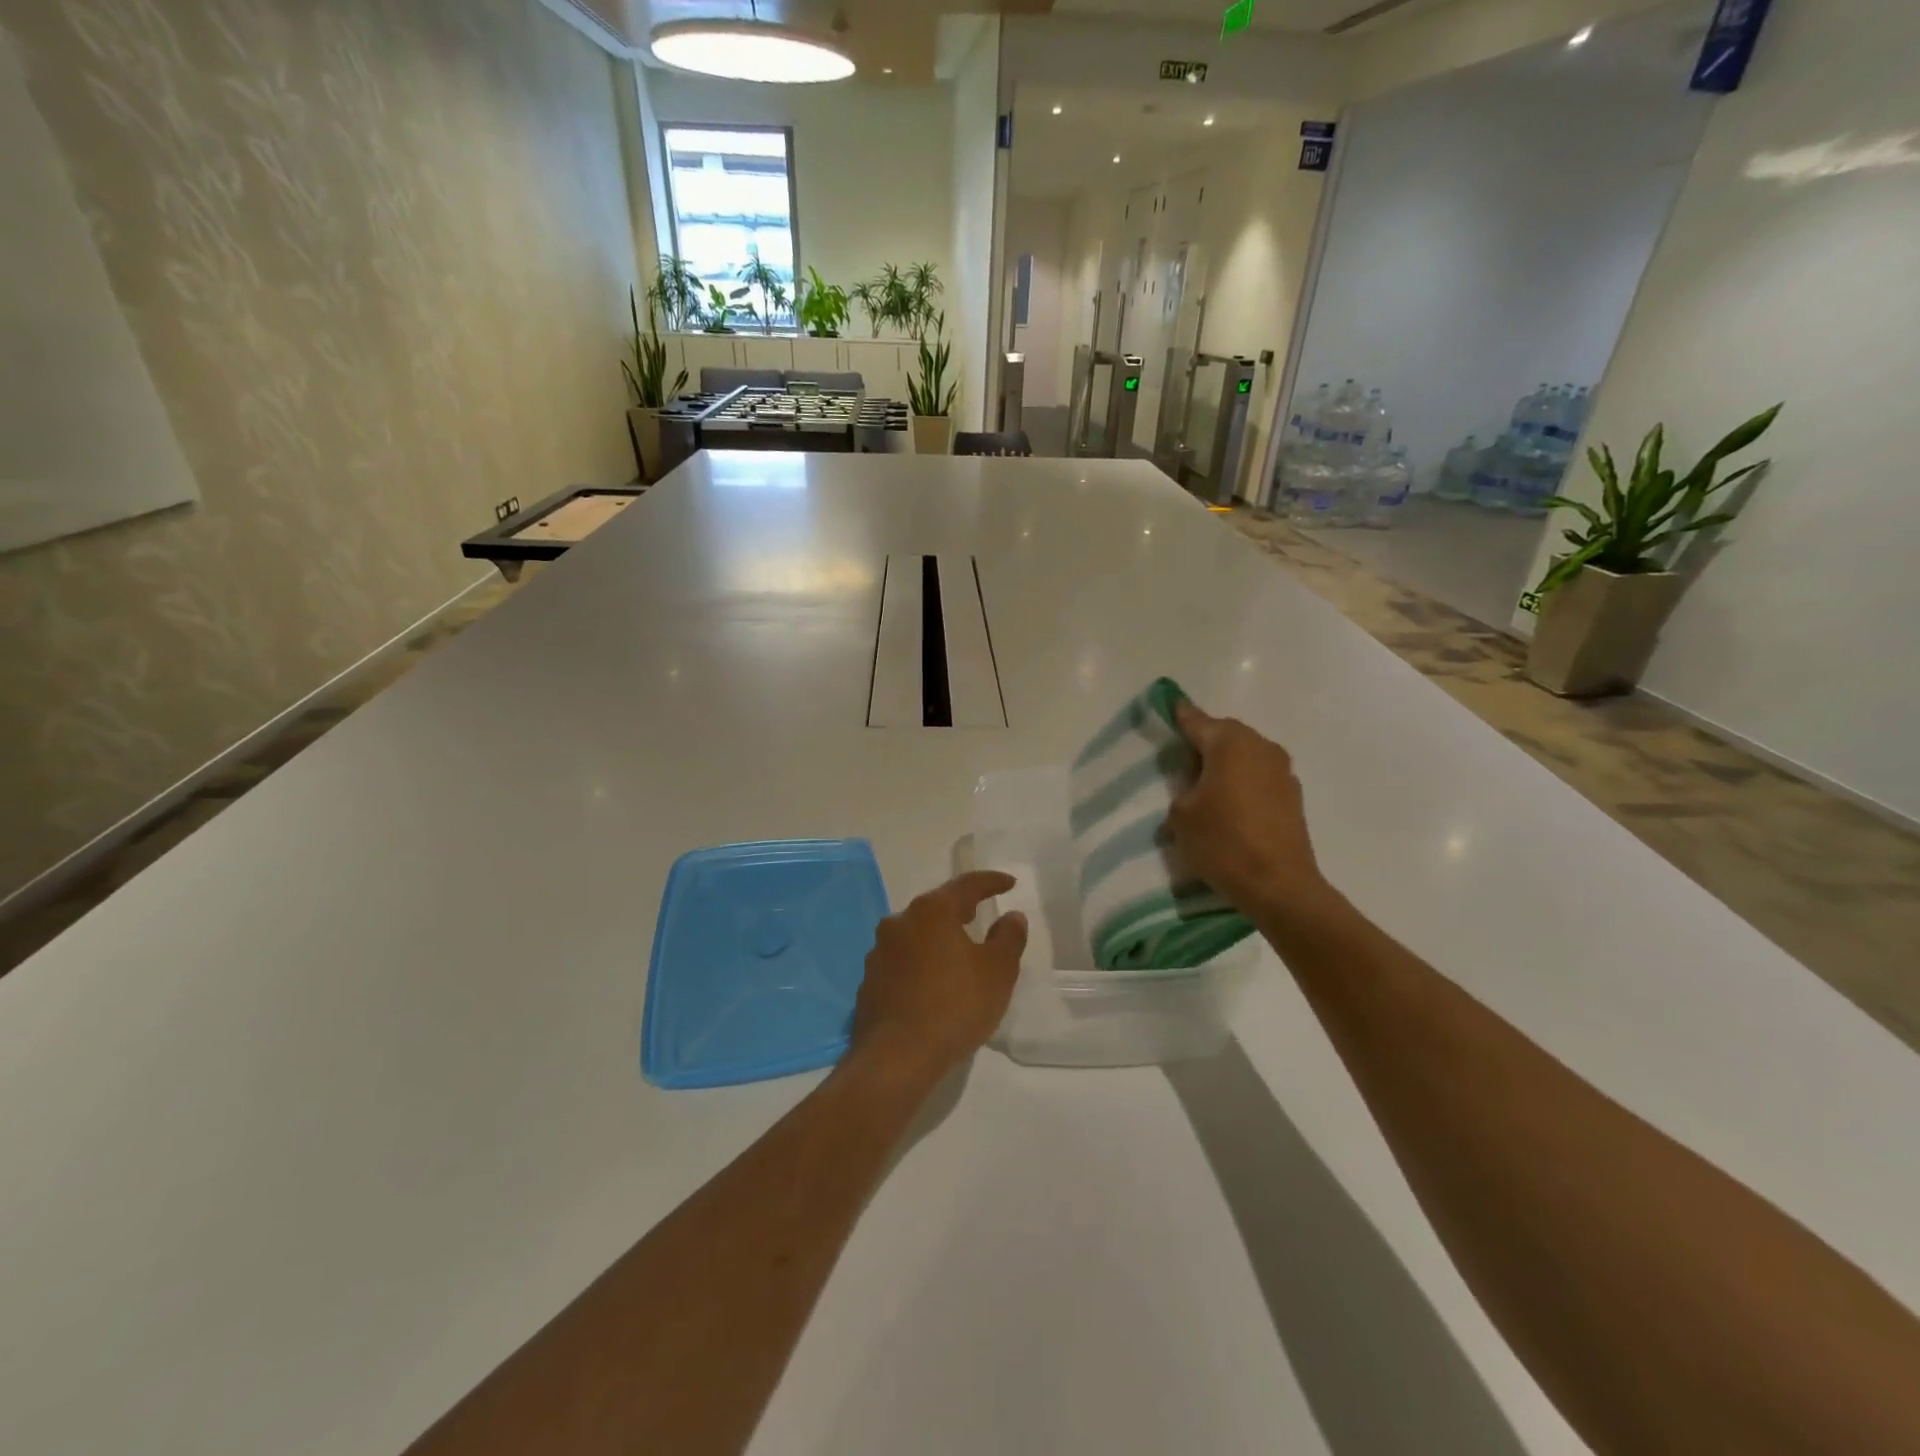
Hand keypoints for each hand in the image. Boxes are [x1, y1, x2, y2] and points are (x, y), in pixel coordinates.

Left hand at [851, 872, 1028, 1080]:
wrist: (895, 1058)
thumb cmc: (954, 1006)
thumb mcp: (998, 972)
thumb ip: (1008, 938)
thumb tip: (1011, 916)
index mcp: (931, 911)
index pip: (966, 885)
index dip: (991, 882)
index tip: (1009, 883)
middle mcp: (900, 922)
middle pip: (936, 907)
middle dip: (960, 910)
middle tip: (981, 914)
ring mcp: (879, 952)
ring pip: (916, 935)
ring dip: (938, 940)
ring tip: (958, 954)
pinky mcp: (869, 982)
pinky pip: (902, 963)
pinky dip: (921, 965)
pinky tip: (933, 985)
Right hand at [1167, 700, 1339, 932]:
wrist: (1279, 885)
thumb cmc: (1223, 842)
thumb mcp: (1181, 815)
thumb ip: (1182, 790)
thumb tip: (1193, 788)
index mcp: (1230, 744)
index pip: (1197, 721)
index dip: (1180, 715)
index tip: (1170, 705)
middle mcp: (1260, 747)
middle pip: (1225, 735)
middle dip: (1204, 743)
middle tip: (1181, 761)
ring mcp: (1282, 771)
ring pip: (1245, 756)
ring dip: (1225, 765)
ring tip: (1203, 788)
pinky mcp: (1293, 797)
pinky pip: (1258, 777)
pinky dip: (1242, 783)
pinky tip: (1228, 806)